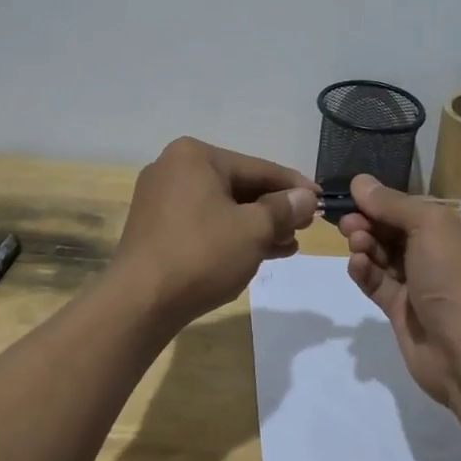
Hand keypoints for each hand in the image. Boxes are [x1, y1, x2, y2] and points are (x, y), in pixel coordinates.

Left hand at [112, 137, 317, 331]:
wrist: (139, 303)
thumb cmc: (201, 255)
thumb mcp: (253, 230)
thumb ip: (283, 209)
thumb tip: (306, 198)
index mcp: (195, 157)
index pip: (258, 168)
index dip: (294, 186)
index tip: (321, 199)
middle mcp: (174, 168)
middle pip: (239, 186)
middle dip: (274, 209)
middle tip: (305, 227)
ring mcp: (161, 199)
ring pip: (222, 207)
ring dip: (257, 225)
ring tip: (289, 244)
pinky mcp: (156, 228)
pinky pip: (204, 223)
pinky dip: (231, 235)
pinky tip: (260, 252)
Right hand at [335, 175, 460, 405]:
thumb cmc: (457, 276)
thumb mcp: (430, 226)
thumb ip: (392, 204)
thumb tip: (360, 181)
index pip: (418, 208)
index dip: (385, 201)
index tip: (354, 196)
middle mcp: (447, 254)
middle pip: (398, 230)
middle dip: (371, 223)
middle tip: (346, 222)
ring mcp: (425, 284)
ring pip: (386, 256)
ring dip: (367, 246)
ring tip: (354, 243)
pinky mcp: (405, 311)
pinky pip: (379, 284)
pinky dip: (366, 272)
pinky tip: (356, 265)